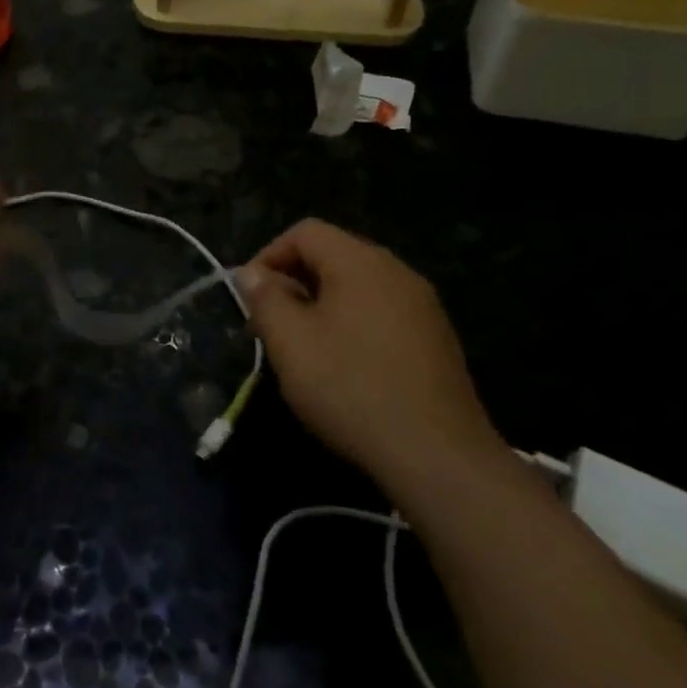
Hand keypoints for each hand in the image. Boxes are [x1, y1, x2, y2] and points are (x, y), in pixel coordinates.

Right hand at [238, 220, 504, 486]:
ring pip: (357, 287)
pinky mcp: (436, 339)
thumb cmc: (351, 389)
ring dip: (320, 305)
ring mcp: (423, 306)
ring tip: (302, 348)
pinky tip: (344, 367)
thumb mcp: (290, 342)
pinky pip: (381, 313)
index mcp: (361, 262)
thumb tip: (253, 274)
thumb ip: (265, 298)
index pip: (305, 232)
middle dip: (293, 282)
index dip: (268, 256)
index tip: (249, 297)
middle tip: (269, 325)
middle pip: (333, 255)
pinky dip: (352, 324)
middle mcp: (397, 272)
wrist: (437, 455)